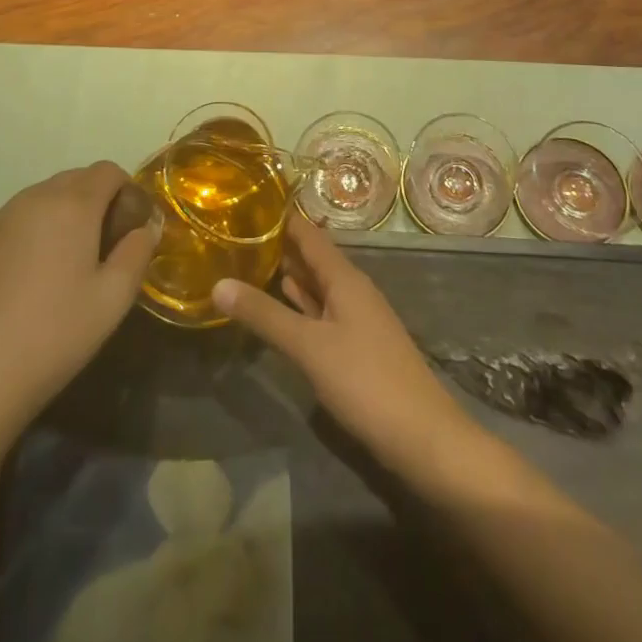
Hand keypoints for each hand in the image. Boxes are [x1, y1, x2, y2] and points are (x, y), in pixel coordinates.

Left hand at [0, 163, 159, 439]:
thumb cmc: (52, 336)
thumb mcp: (112, 299)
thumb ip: (137, 253)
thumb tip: (146, 227)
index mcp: (72, 204)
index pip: (108, 171)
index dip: (127, 192)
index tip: (130, 230)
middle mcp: (34, 198)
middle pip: (76, 179)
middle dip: (98, 201)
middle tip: (105, 248)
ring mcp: (0, 218)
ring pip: (46, 196)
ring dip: (66, 214)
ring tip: (69, 264)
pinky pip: (20, 218)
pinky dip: (37, 230)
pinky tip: (34, 278)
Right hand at [213, 215, 472, 468]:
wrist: (422, 437)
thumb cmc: (365, 380)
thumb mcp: (309, 346)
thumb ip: (265, 315)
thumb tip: (218, 284)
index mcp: (345, 278)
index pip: (309, 234)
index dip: (282, 218)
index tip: (247, 203)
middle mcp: (352, 290)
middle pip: (313, 257)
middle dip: (280, 245)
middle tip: (238, 233)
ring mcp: (356, 319)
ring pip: (317, 285)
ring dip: (289, 273)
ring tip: (250, 260)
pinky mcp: (356, 347)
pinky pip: (321, 312)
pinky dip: (299, 304)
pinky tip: (282, 303)